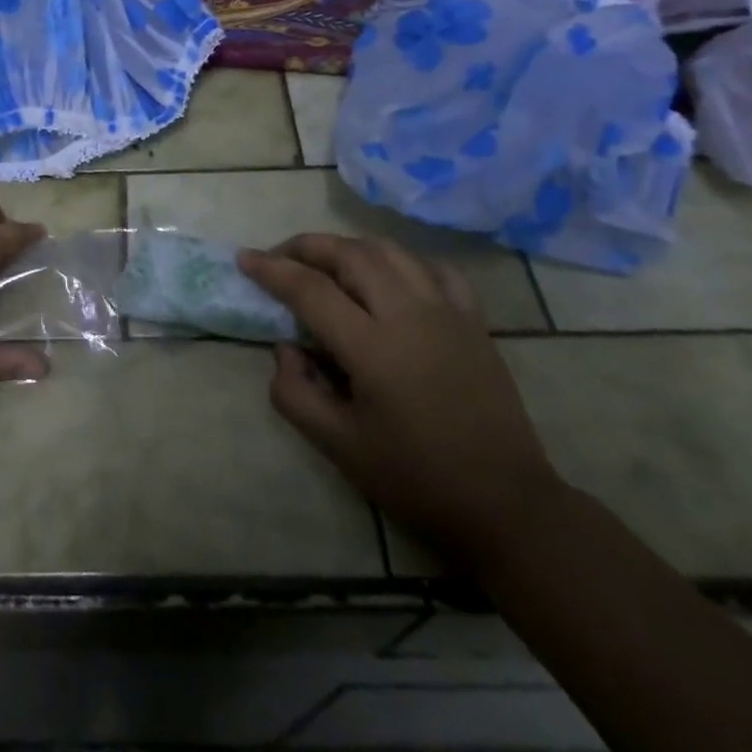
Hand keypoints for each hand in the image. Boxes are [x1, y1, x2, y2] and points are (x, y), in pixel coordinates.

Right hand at [239, 234, 562, 567]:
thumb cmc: (416, 479)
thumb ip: (295, 392)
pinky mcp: (474, 320)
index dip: (271, 269)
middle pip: (349, 253)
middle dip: (307, 246)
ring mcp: (447, 311)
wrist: (506, 504)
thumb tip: (285, 347)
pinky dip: (402, 262)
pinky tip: (390, 278)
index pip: (310, 289)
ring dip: (349, 247)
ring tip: (327, 263)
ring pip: (390, 251)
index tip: (244, 259)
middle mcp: (409, 314)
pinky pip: (434, 269)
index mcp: (372, 347)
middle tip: (280, 258)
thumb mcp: (339, 447)